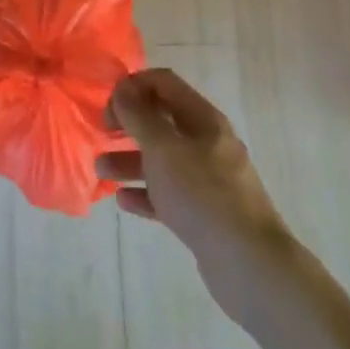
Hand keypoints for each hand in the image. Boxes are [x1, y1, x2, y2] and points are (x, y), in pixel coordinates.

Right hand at [100, 69, 289, 319]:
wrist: (249, 264)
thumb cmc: (202, 194)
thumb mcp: (163, 148)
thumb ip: (139, 116)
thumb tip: (123, 89)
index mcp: (203, 119)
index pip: (164, 83)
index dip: (133, 86)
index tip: (108, 104)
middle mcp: (207, 144)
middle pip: (161, 121)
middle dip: (129, 124)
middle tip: (103, 133)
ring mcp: (208, 180)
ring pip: (162, 160)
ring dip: (130, 160)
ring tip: (101, 170)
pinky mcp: (204, 214)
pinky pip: (169, 194)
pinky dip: (145, 193)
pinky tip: (123, 201)